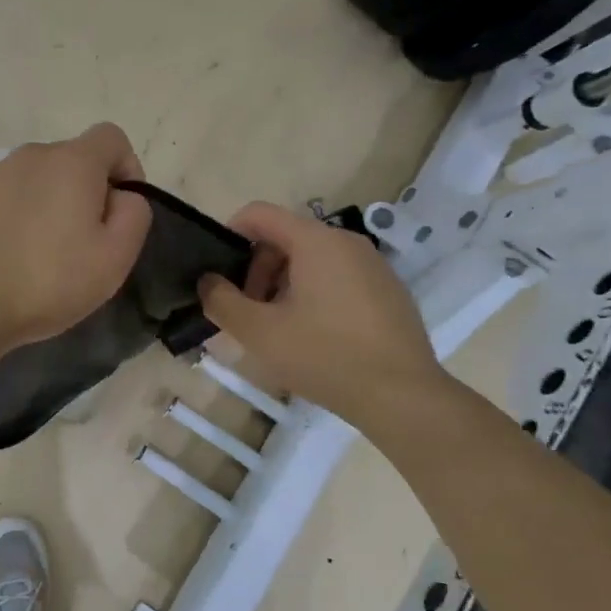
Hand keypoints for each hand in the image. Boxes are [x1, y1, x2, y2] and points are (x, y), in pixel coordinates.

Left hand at [0, 124, 153, 353]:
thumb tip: (122, 195)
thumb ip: (134, 213)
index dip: (127, 168)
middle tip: (82, 244)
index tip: (120, 211)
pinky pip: (5, 197)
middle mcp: (29, 155)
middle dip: (86, 192)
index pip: (111, 137)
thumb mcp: (115, 258)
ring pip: (36, 179)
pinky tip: (8, 256)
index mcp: (71, 161)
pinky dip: (15, 216)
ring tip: (41, 254)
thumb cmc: (47, 282)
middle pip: (72, 160)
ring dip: (48, 204)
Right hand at [198, 202, 441, 421]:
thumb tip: (208, 282)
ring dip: (283, 285)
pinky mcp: (389, 291)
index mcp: (316, 241)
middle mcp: (347, 242)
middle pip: (285, 237)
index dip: (229, 234)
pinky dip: (314, 295)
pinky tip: (314, 337)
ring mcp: (373, 265)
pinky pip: (338, 277)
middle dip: (257, 270)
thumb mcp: (259, 332)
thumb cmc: (324, 356)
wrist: (402, 396)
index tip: (218, 273)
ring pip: (312, 260)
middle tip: (248, 312)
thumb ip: (221, 301)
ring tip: (278, 328)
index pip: (259, 214)